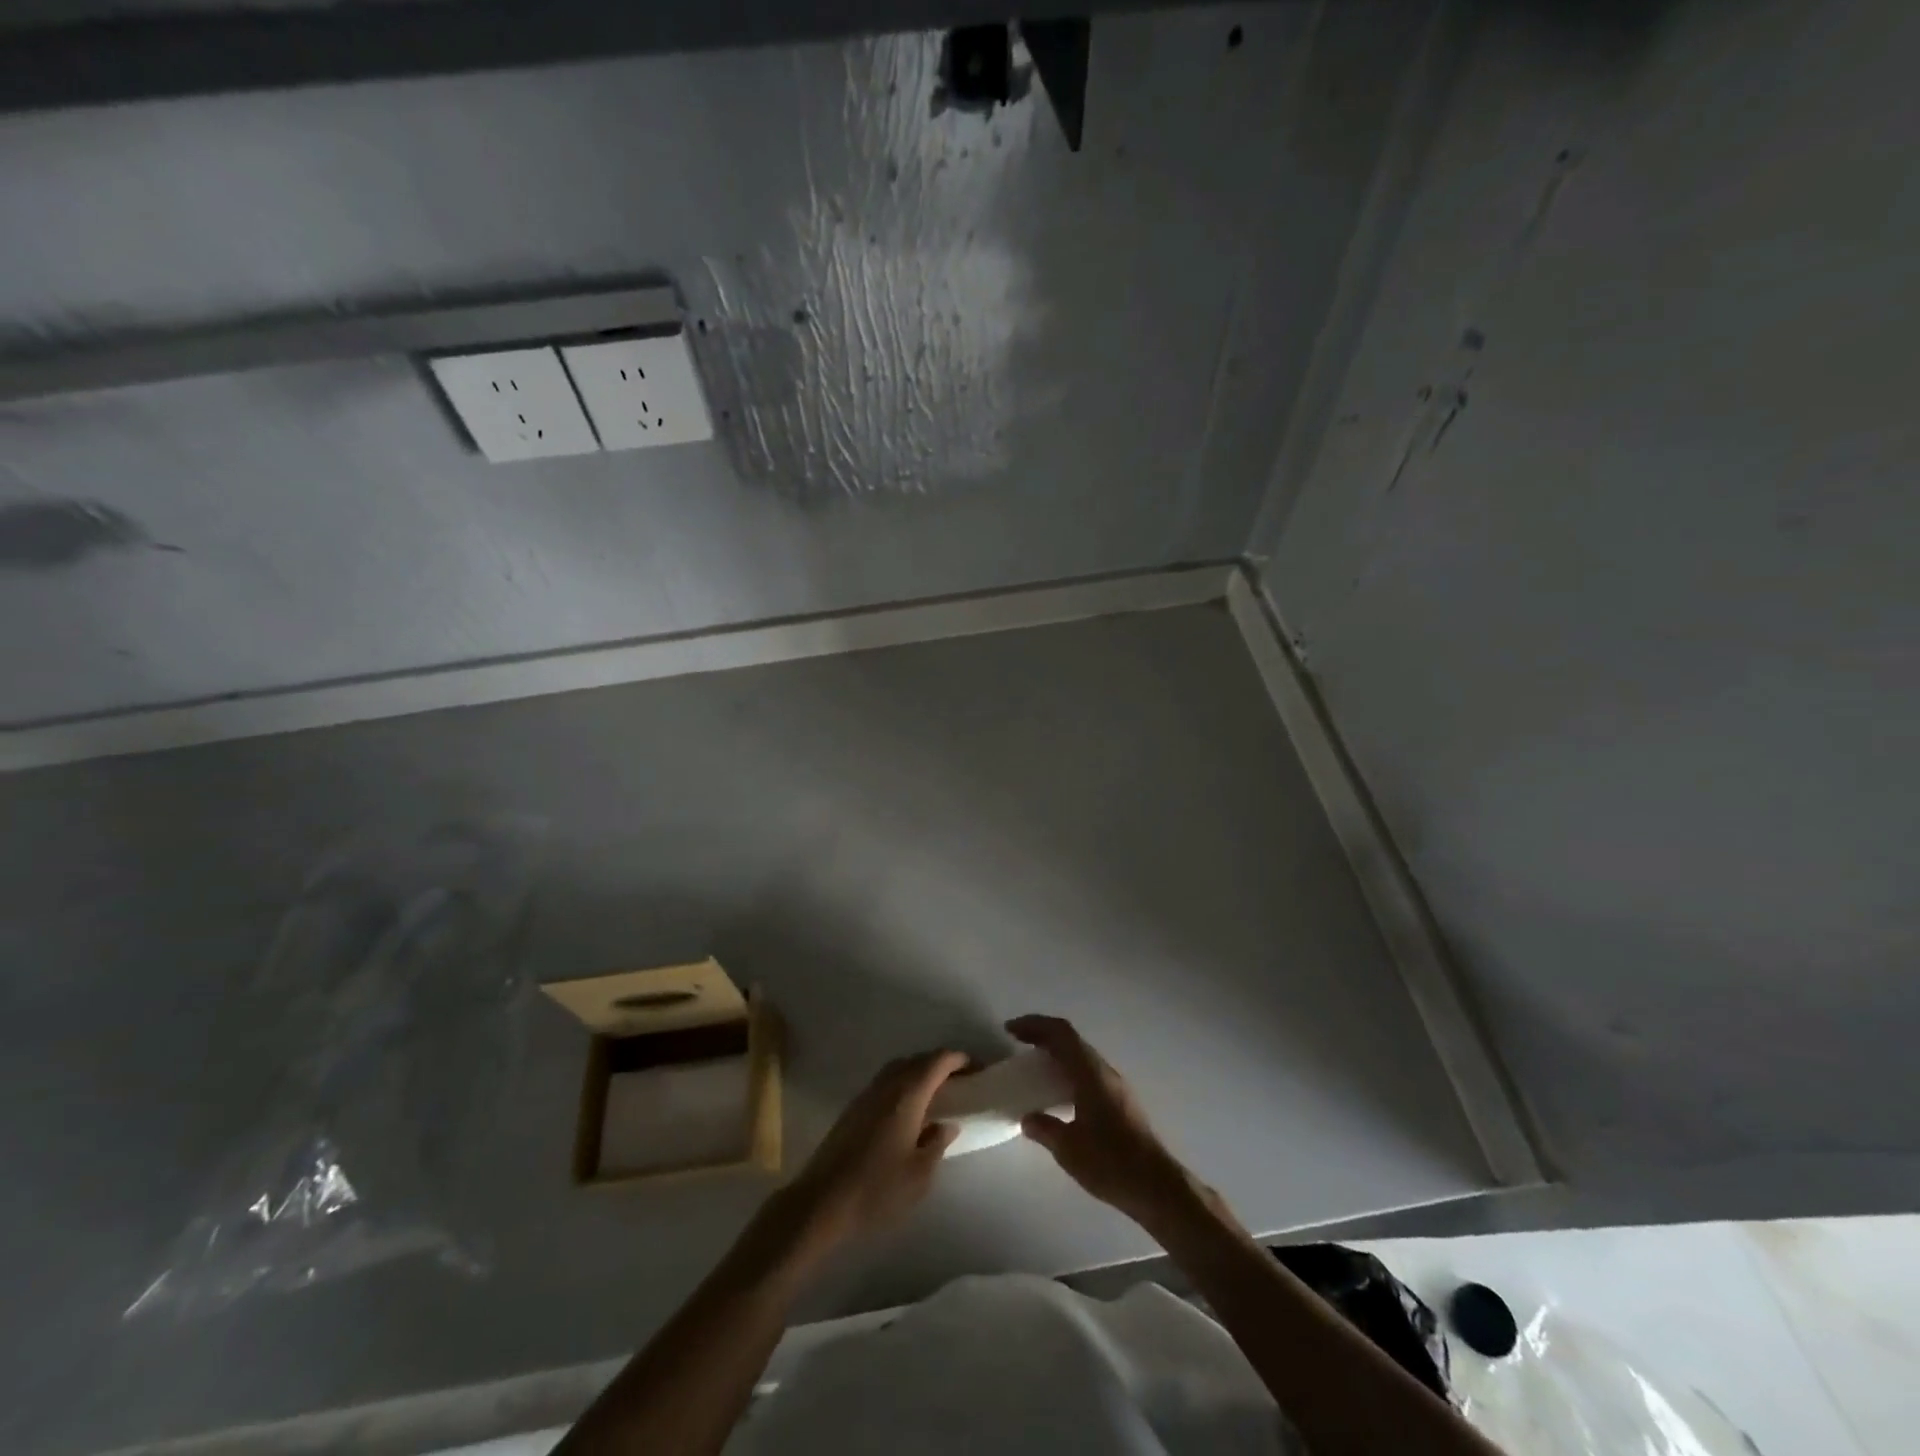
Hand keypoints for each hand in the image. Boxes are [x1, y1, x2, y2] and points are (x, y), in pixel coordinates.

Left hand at [783, 1050, 966, 1248]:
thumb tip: (947, 1124)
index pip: (939, 1061)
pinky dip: (904, 1084)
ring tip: (938, 1095)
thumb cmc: (877, 1189)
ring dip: (921, 1073)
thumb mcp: (920, 1175)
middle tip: (962, 1082)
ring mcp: (867, 1094)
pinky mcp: (854, 1108)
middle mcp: (887, 1084)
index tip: (978, 1069)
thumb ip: (937, 1143)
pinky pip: (886, 1082)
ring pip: (900, 1069)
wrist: (821, 1202)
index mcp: (908, 1094)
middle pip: (919, 1060)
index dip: (961, 1059)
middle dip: (942, 1064)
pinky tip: (909, 1111)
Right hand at [1008, 1014, 1192, 1227]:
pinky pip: (1088, 1072)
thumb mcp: (1068, 1149)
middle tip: (1018, 1043)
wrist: (1157, 1186)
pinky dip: (1068, 1070)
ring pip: (1081, 1055)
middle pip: (1071, 1039)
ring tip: (1034, 1067)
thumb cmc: (1110, 1163)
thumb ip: (1044, 1128)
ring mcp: (1115, 1085)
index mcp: (1090, 1073)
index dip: (1034, 1025)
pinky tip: (1059, 1093)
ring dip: (1057, 1053)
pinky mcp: (1120, 1101)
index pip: (1060, 1033)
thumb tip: (1028, 1118)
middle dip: (1043, 1035)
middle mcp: (1104, 1071)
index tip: (1010, 1030)